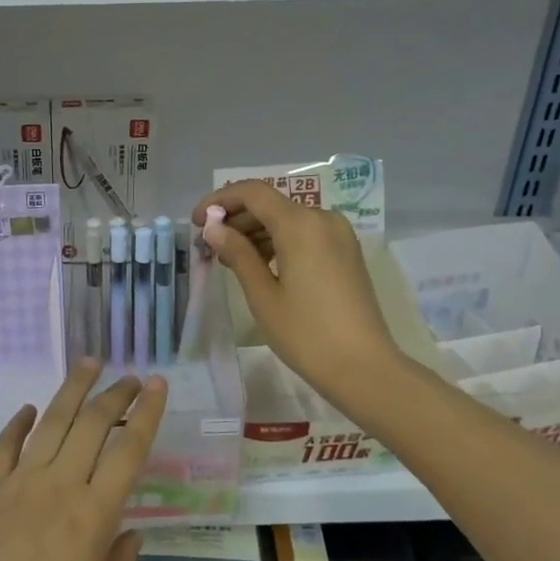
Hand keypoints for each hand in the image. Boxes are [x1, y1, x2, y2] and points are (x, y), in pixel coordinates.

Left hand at [0, 362, 166, 560]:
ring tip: (89, 363)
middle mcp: (59, 487)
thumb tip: (129, 529)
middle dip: (114, 393)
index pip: (128, 450)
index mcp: (92, 516)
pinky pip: (6, 444)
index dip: (146, 413)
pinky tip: (31, 408)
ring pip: (51, 421)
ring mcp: (19, 483)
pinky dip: (20, 422)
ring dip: (72, 388)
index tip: (156, 384)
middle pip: (91, 424)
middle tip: (129, 376)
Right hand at [193, 180, 405, 412]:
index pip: (252, 193)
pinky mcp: (346, 251)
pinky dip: (278, 241)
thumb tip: (213, 228)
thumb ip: (237, 254)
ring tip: (229, 259)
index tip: (196, 221)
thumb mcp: (262, 295)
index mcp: (300, 224)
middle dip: (235, 219)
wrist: (364, 367)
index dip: (219, 200)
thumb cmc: (306, 333)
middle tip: (208, 245)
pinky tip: (260, 265)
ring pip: (287, 219)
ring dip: (256, 231)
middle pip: (270, 204)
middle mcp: (322, 218)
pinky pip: (305, 233)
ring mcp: (338, 234)